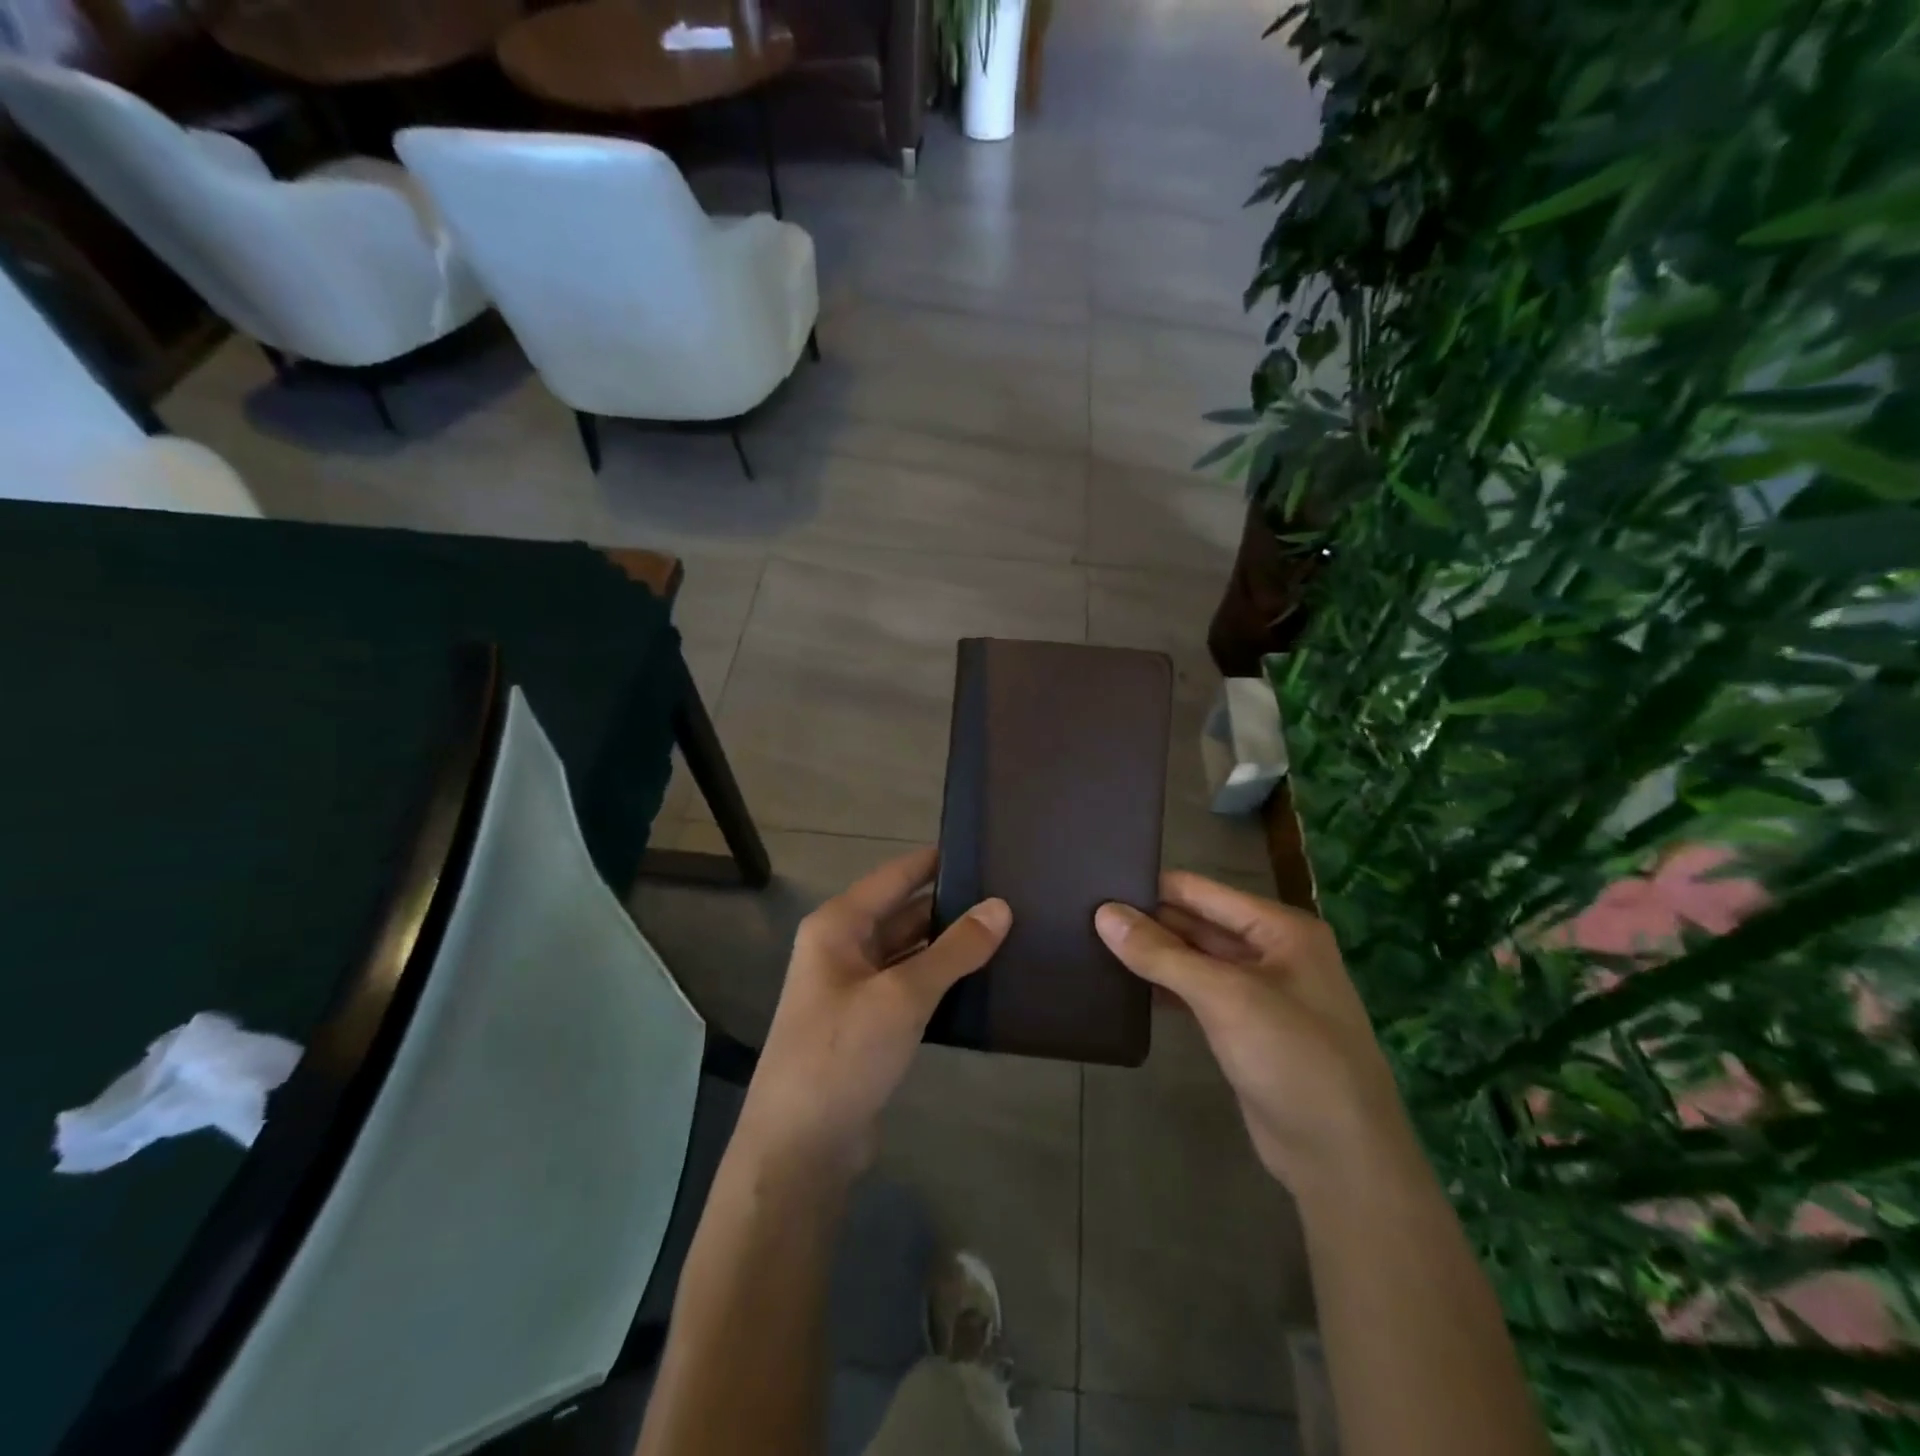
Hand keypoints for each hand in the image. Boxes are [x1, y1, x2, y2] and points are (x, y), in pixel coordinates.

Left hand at [735, 847, 1010, 1181]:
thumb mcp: (903, 997)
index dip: (937, 861)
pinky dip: (941, 980)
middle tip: (1010, 896)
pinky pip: (910, 986)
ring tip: (1008, 932)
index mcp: (838, 926)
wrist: (799, 1147)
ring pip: (910, 951)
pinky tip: (981, 980)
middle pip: (904, 913)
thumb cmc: (842, 1054)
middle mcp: (843, 948)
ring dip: (949, 946)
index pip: (896, 876)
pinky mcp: (868, 1024)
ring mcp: (854, 988)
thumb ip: (954, 950)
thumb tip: (1001, 906)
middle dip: (952, 907)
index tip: (985, 849)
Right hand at [1096, 872, 1414, 1196]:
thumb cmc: (1292, 1058)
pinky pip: (1197, 994)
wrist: (1342, 1159)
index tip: (1097, 883)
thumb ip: (1161, 954)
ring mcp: (1260, 993)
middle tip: (1084, 914)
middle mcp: (1272, 952)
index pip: (1202, 891)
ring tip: (1093, 943)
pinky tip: (1126, 986)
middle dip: (1148, 921)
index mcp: (1280, 928)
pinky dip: (1165, 987)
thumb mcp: (1225, 997)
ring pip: (1195, 960)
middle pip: (1197, 923)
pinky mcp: (1245, 1029)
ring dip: (1154, 955)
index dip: (1152, 887)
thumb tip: (1103, 913)